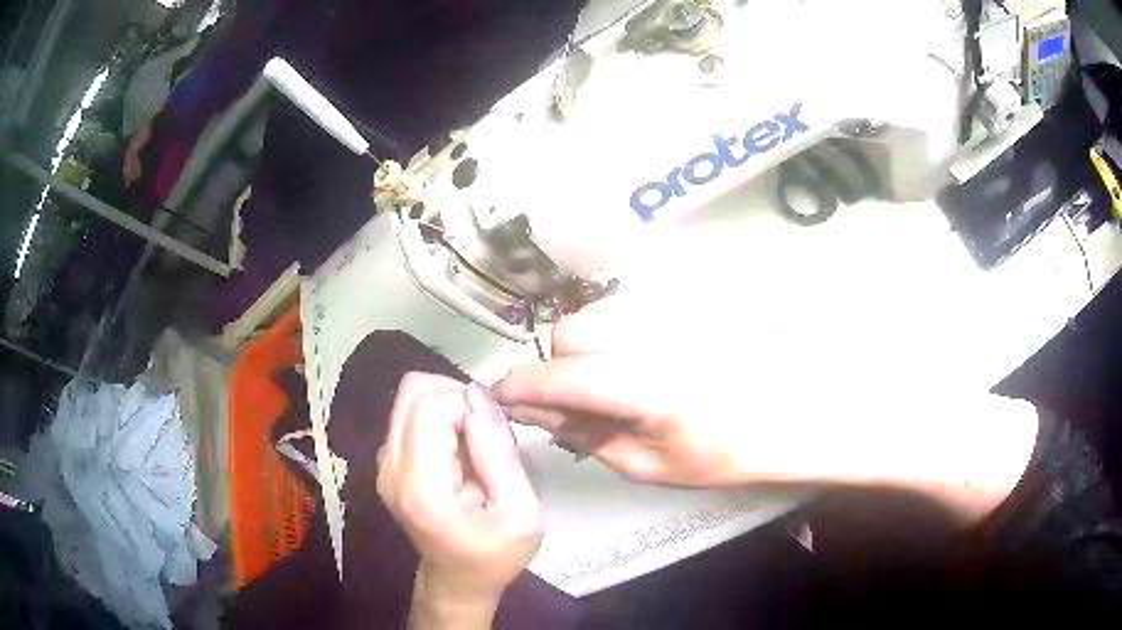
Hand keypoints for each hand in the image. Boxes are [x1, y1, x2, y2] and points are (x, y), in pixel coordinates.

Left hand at [377, 374, 541, 626]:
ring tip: (473, 445)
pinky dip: (438, 419)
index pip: (430, 406)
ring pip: (409, 398)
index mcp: (420, 486)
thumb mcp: (522, 512)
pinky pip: (409, 415)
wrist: (458, 581)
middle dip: (456, 397)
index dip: (469, 406)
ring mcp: (383, 464)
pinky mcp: (386, 462)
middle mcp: (390, 468)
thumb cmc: (495, 555)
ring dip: (448, 406)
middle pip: (413, 391)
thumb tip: (478, 394)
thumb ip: (499, 454)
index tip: (495, 436)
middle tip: (485, 433)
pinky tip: (458, 453)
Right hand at [493, 298, 1037, 519]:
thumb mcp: (660, 465)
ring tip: (621, 385)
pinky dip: (622, 334)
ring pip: (602, 315)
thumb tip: (552, 420)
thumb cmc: (742, 448)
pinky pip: (634, 308)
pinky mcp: (691, 298)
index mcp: (645, 383)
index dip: (519, 390)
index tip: (498, 400)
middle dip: (561, 367)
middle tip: (581, 403)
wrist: (814, 407)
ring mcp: (674, 309)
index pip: (556, 375)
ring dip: (592, 349)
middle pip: (571, 332)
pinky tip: (652, 361)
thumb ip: (597, 440)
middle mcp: (653, 332)